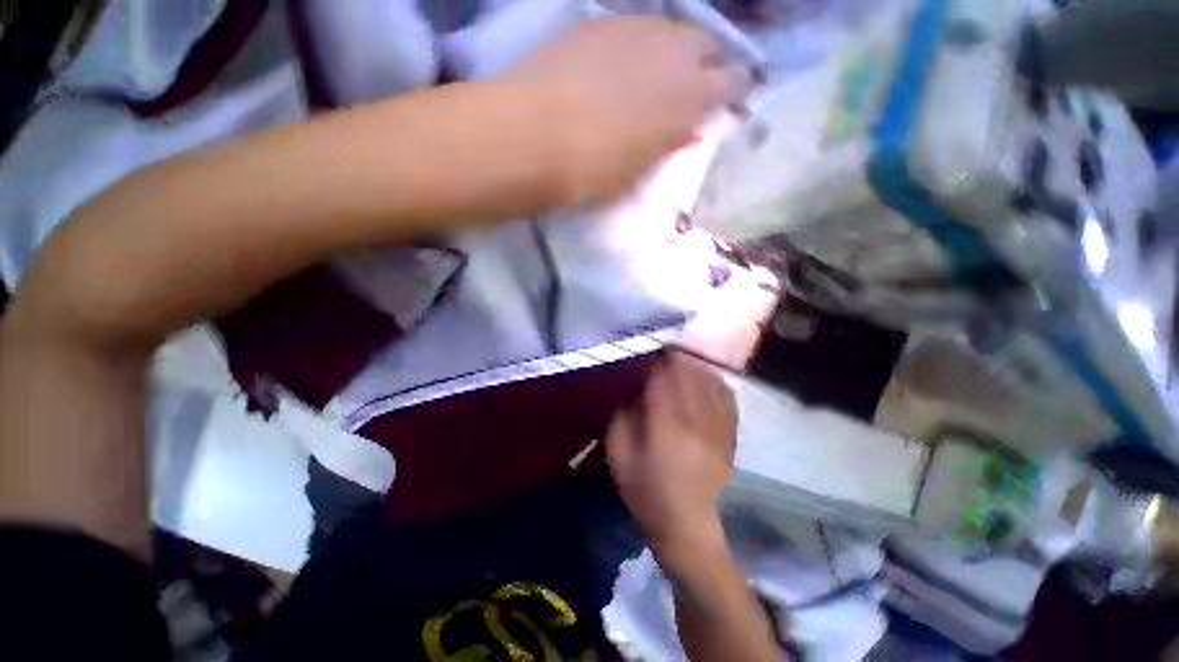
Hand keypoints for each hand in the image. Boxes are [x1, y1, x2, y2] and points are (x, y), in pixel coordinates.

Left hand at [504, 18, 750, 205]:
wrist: (535, 136)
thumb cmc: (592, 171)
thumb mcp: (638, 172)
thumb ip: (666, 146)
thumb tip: (685, 132)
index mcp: (690, 99)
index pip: (732, 83)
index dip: (733, 92)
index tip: (728, 102)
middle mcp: (674, 54)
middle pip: (708, 45)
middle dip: (710, 63)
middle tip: (698, 83)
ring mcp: (637, 31)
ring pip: (675, 30)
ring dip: (677, 50)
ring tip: (664, 70)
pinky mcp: (603, 25)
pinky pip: (638, 27)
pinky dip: (644, 43)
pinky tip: (630, 59)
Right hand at [605, 353, 737, 550]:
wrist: (688, 525)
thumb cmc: (646, 490)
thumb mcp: (619, 455)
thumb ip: (621, 416)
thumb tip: (632, 388)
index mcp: (666, 425)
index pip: (665, 377)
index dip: (658, 359)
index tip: (650, 350)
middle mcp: (696, 420)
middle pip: (690, 374)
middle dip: (676, 358)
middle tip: (665, 352)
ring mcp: (718, 427)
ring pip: (710, 381)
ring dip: (696, 366)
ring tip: (683, 361)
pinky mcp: (730, 434)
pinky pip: (727, 397)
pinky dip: (715, 381)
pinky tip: (705, 378)